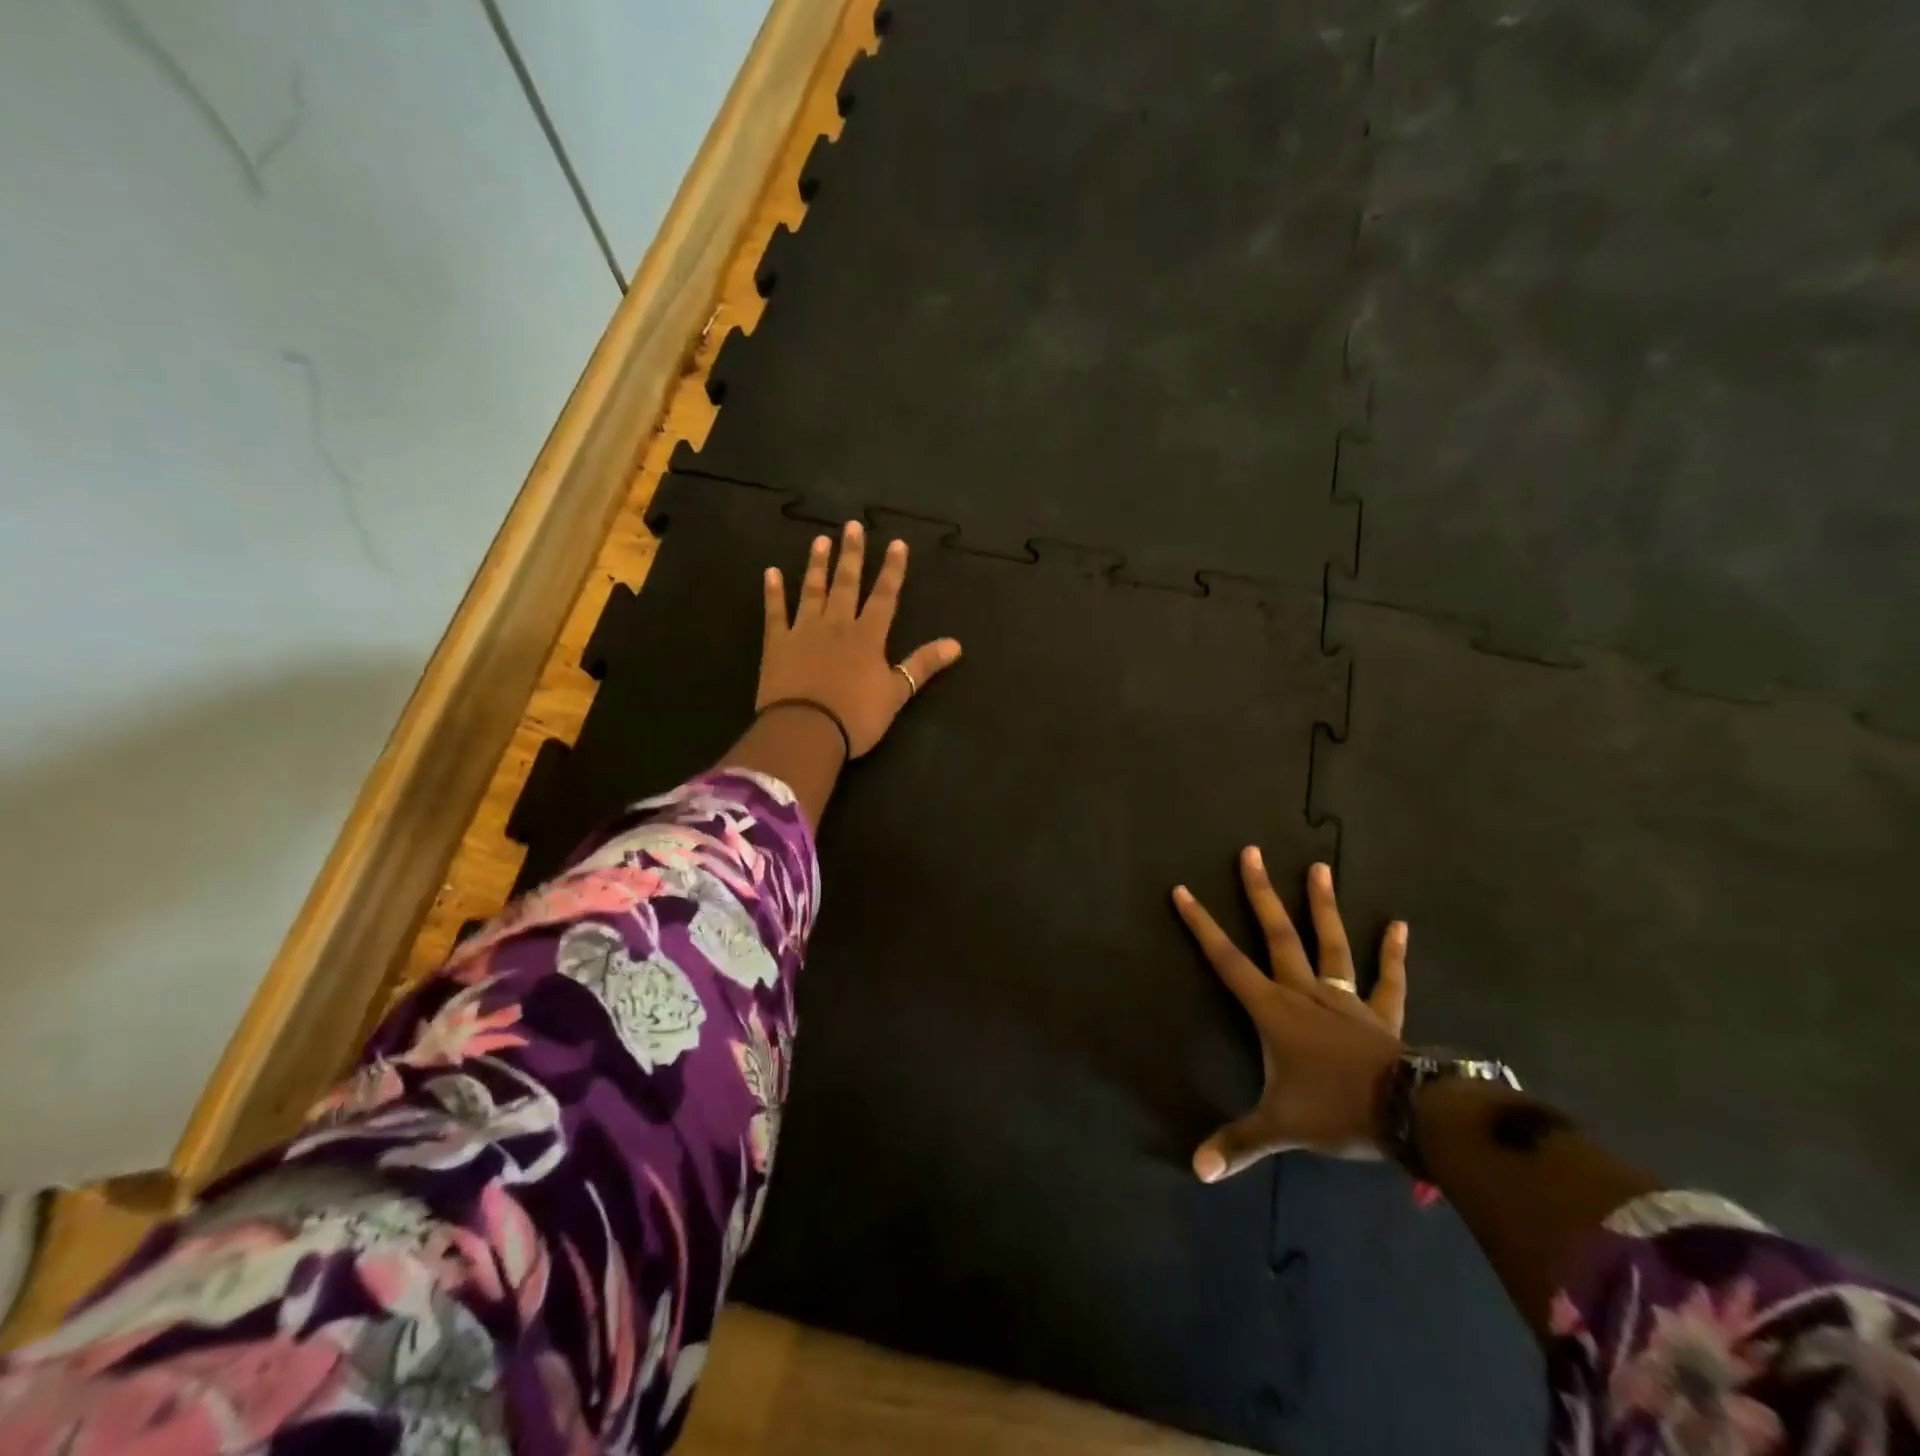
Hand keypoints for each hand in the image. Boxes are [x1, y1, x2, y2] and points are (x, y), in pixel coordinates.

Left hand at [759, 521, 961, 757]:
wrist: (806, 731)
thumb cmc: (856, 716)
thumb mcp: (897, 693)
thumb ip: (923, 665)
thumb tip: (956, 644)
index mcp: (868, 636)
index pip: (884, 596)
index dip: (893, 570)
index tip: (897, 543)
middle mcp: (837, 624)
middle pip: (847, 584)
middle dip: (852, 554)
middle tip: (852, 525)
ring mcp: (804, 631)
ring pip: (812, 590)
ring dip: (817, 565)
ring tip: (820, 540)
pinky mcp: (777, 643)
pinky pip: (775, 612)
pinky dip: (773, 592)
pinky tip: (771, 572)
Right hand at [1173, 853, 1408, 1181]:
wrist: (1410, 1116)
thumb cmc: (1335, 1111)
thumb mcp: (1278, 1128)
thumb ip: (1237, 1144)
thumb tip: (1196, 1170)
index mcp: (1273, 1010)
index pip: (1226, 960)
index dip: (1201, 925)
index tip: (1183, 890)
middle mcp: (1305, 991)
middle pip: (1277, 933)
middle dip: (1260, 892)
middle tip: (1251, 851)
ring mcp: (1345, 998)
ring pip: (1330, 943)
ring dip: (1323, 905)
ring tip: (1319, 867)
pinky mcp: (1381, 1014)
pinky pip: (1387, 979)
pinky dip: (1393, 952)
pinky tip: (1398, 923)